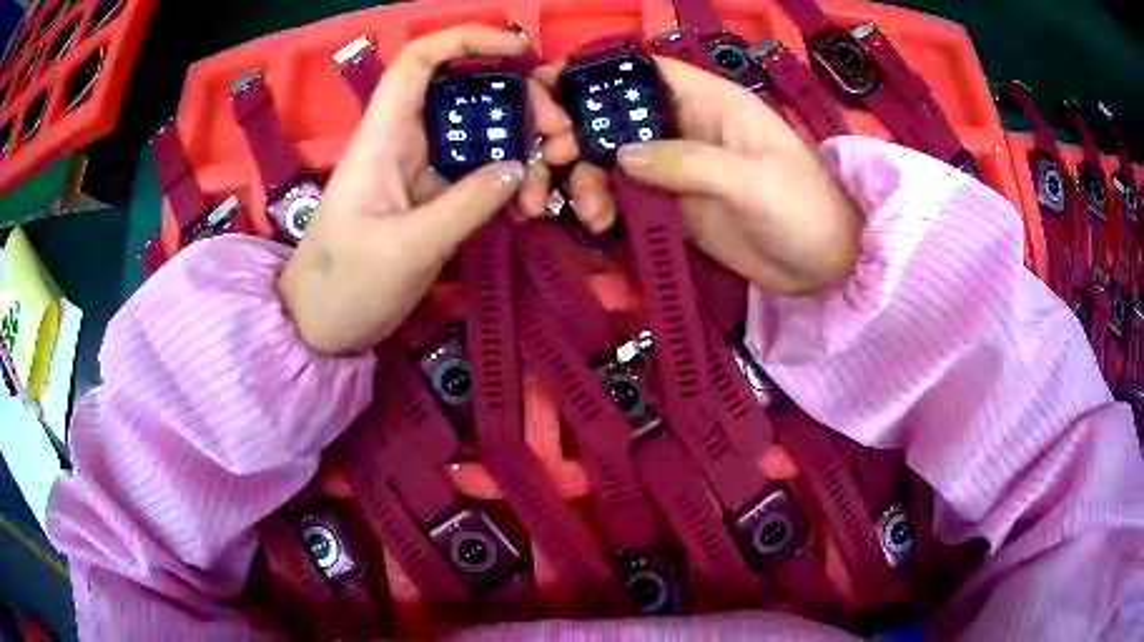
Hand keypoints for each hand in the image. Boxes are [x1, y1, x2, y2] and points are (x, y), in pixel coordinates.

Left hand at [279, 25, 571, 354]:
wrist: (319, 327)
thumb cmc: (345, 285)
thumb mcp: (407, 249)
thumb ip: (466, 205)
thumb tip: (518, 169)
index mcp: (383, 137)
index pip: (419, 61)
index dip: (467, 40)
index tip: (520, 49)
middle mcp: (404, 142)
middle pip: (466, 94)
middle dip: (519, 105)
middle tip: (559, 139)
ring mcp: (420, 171)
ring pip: (479, 135)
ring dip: (521, 150)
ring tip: (545, 188)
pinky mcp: (431, 199)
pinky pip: (477, 174)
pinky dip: (507, 184)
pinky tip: (527, 208)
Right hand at [538, 56, 861, 294]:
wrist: (824, 266)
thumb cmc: (803, 208)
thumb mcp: (753, 180)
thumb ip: (689, 162)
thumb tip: (620, 155)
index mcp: (707, 100)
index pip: (642, 70)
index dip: (593, 71)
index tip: (546, 89)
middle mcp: (683, 126)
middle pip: (612, 112)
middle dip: (574, 128)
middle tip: (549, 154)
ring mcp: (674, 166)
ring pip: (609, 157)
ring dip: (583, 176)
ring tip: (586, 207)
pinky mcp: (670, 204)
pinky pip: (622, 196)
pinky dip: (601, 205)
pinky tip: (599, 224)